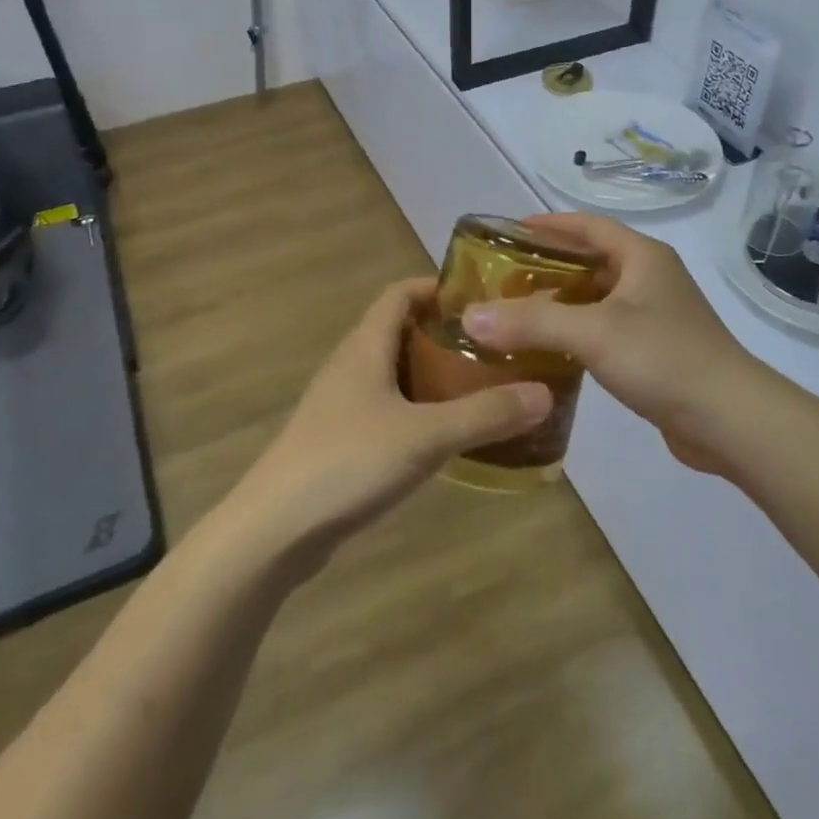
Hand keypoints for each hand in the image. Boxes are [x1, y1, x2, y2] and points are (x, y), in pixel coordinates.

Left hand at [225, 278, 551, 572]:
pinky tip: (449, 437)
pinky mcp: (341, 442)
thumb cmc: (347, 463)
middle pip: (402, 333)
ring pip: (397, 375)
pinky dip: (421, 412)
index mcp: (365, 347)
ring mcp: (342, 406)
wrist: (273, 531)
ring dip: (436, 377)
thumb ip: (486, 414)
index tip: (483, 298)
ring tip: (485, 389)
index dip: (438, 287)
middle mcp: (351, 367)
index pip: (400, 293)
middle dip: (448, 336)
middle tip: (498, 349)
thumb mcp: (426, 435)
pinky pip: (389, 411)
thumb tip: (544, 394)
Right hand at [461, 213, 768, 474]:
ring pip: (599, 299)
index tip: (510, 231)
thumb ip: (531, 322)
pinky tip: (553, 351)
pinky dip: (578, 332)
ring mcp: (658, 316)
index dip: (550, 224)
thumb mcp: (592, 333)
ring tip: (518, 314)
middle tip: (504, 280)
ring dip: (562, 303)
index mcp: (642, 257)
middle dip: (549, 267)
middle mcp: (652, 278)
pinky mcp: (657, 350)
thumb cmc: (663, 358)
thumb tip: (470, 316)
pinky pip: (607, 329)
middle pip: (592, 261)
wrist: (730, 419)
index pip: (589, 226)